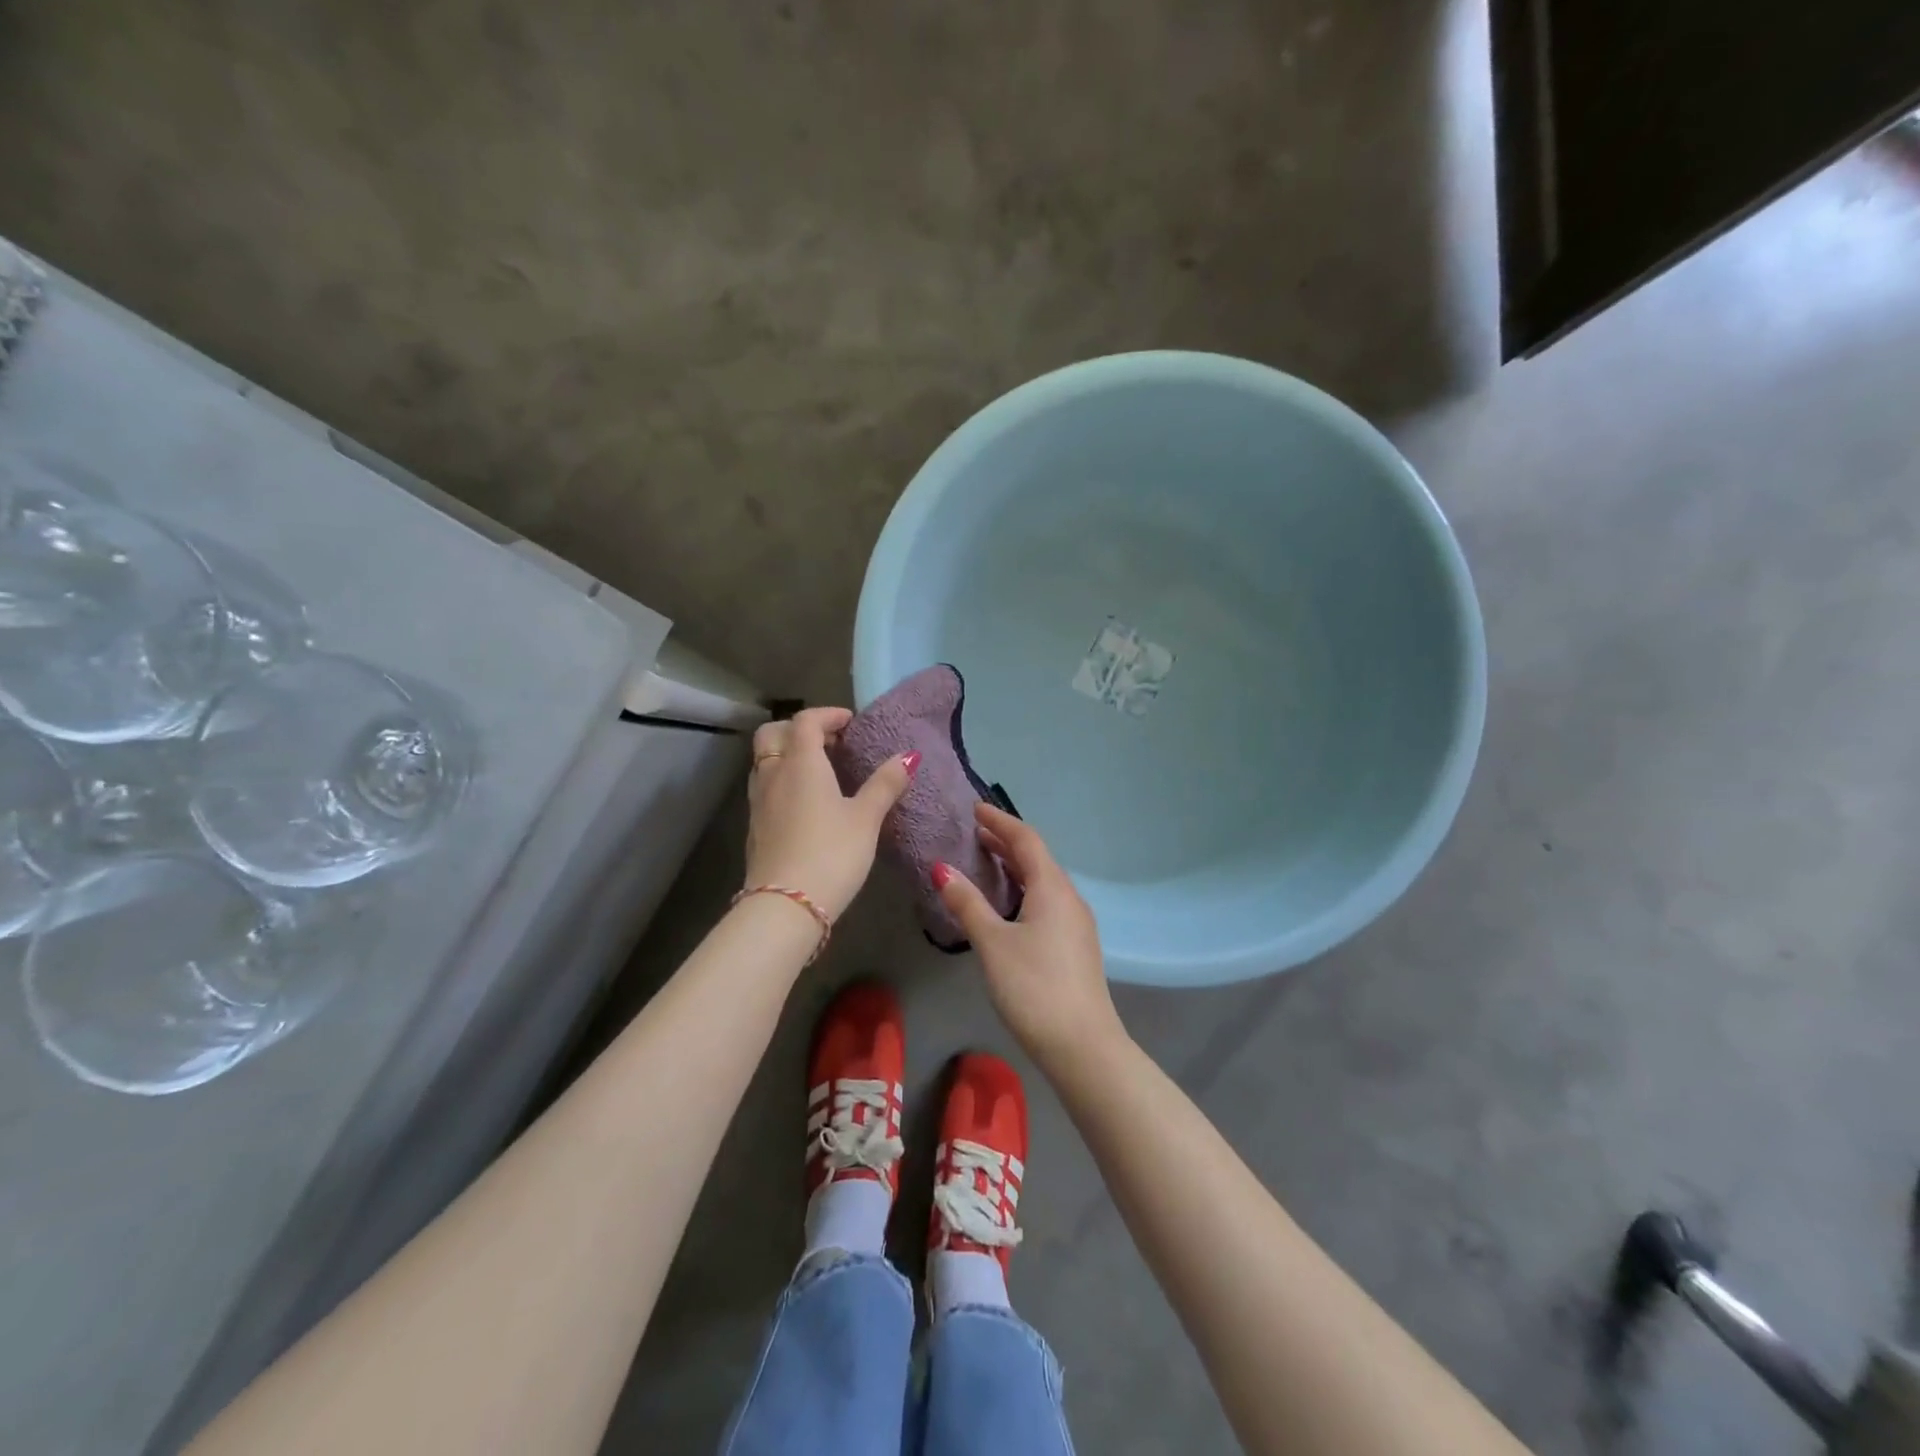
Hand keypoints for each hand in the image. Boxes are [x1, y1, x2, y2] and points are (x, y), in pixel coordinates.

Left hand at [744, 707, 915, 919]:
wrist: (785, 906)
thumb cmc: (831, 853)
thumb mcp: (866, 818)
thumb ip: (885, 784)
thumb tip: (908, 756)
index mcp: (801, 763)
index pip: (806, 721)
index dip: (828, 714)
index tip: (850, 722)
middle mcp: (773, 774)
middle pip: (773, 734)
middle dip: (799, 729)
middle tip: (829, 742)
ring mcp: (758, 802)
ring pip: (765, 762)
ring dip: (788, 755)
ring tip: (820, 771)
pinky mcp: (754, 827)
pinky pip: (765, 788)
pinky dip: (783, 781)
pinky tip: (806, 804)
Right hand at [933, 804, 1124, 1065]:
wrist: (1082, 1045)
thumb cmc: (1033, 987)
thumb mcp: (993, 943)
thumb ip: (968, 903)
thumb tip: (942, 868)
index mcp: (1052, 887)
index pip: (1026, 840)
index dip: (999, 821)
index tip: (975, 809)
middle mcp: (1069, 897)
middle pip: (1037, 858)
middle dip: (1006, 842)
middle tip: (974, 833)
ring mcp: (1076, 922)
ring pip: (1043, 881)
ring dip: (1016, 866)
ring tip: (986, 862)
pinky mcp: (1075, 945)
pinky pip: (1047, 900)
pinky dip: (1024, 889)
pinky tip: (1008, 904)